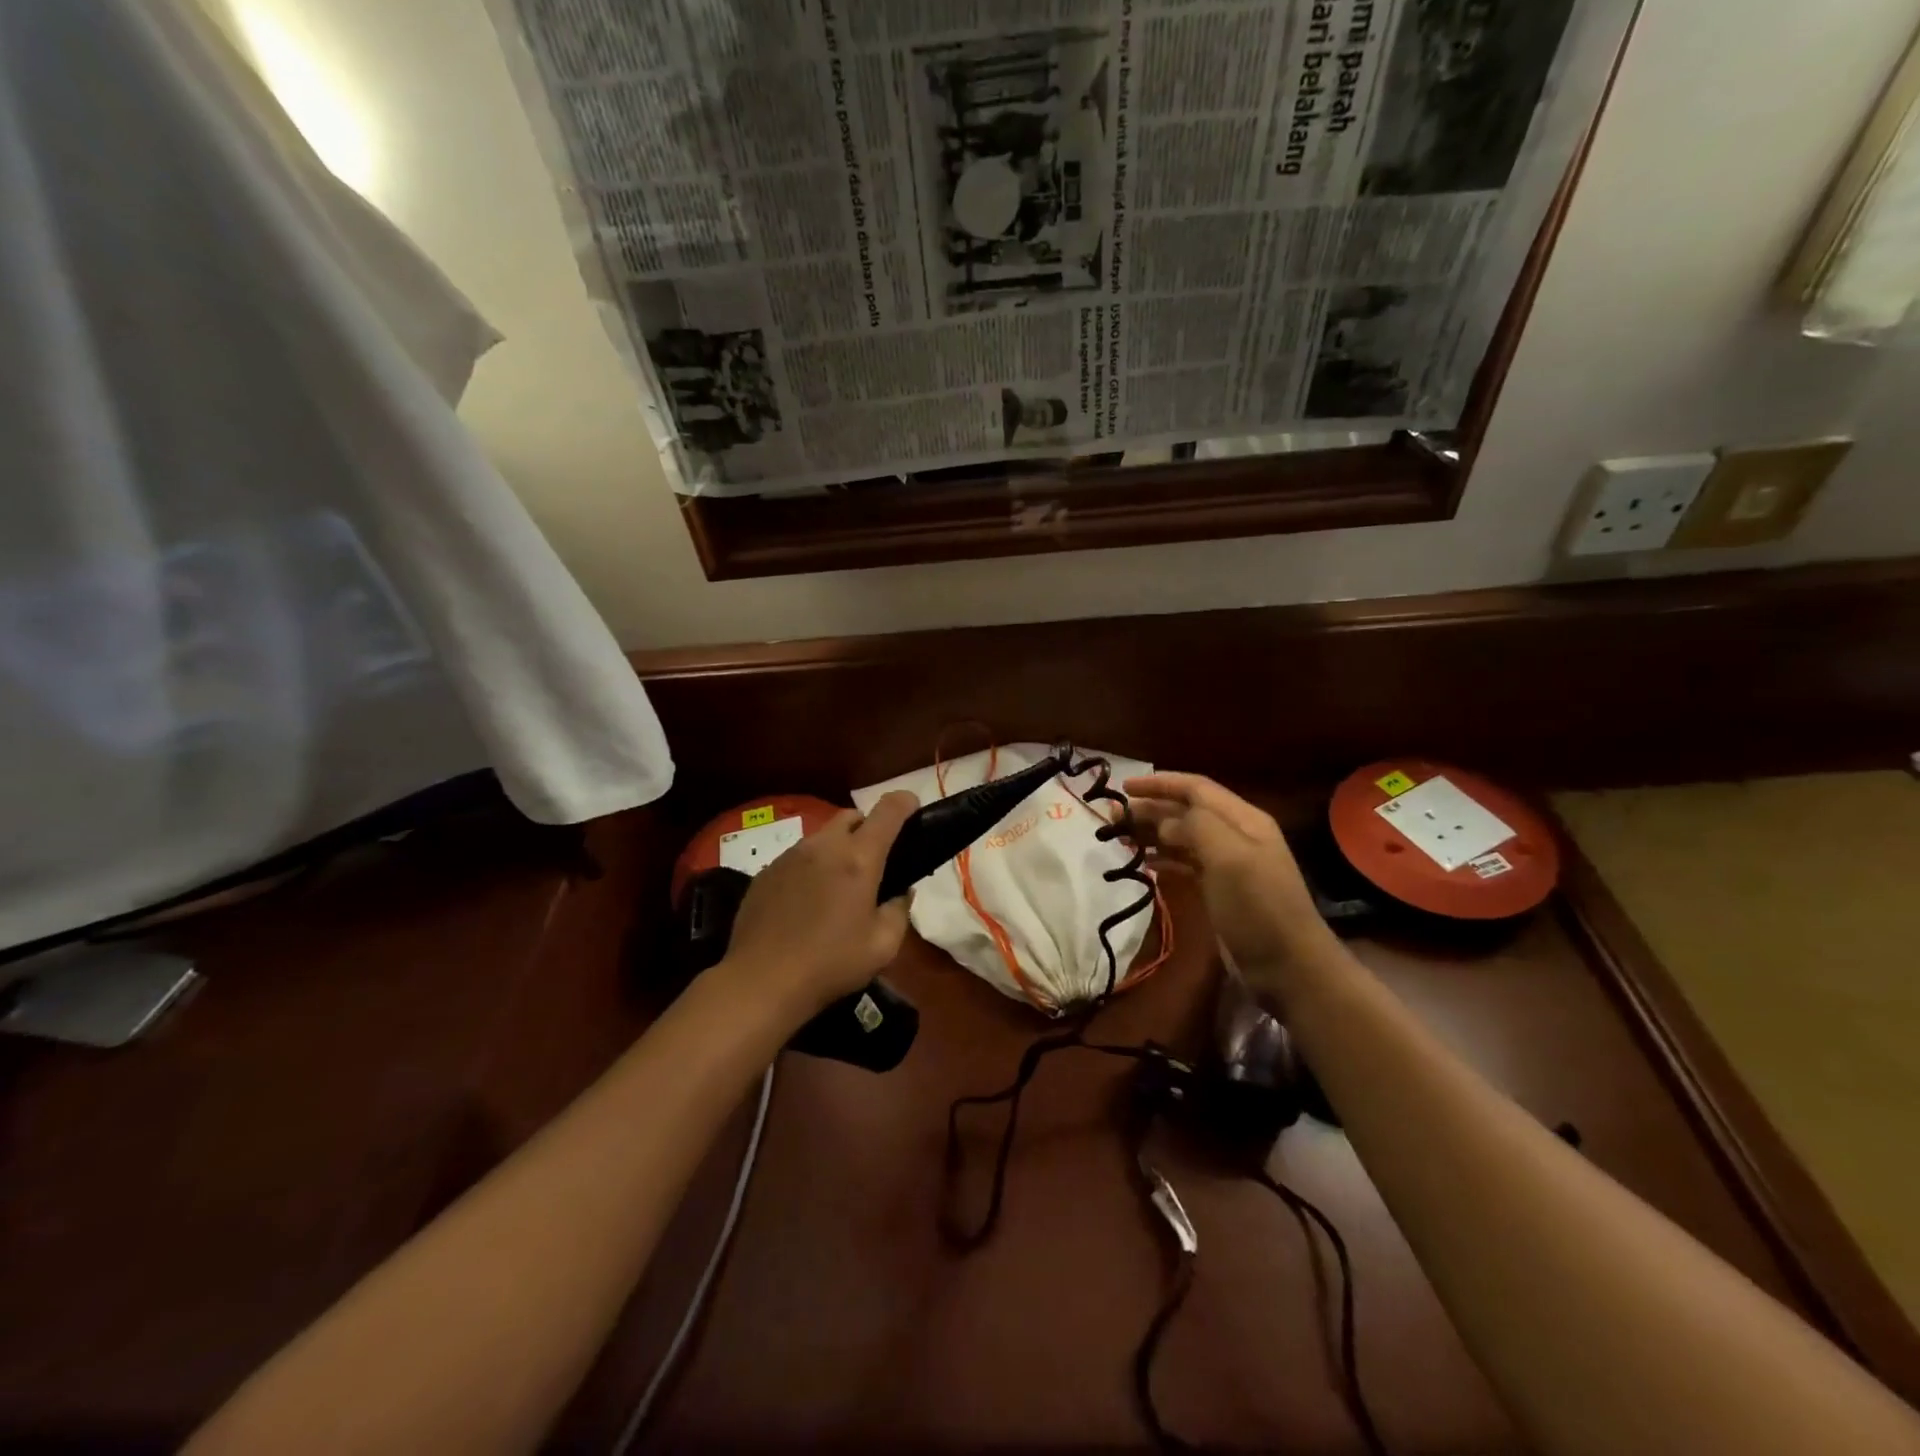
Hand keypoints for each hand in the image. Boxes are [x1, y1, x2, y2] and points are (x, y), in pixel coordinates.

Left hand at [722, 792, 919, 1021]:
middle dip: (868, 828)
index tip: (913, 809)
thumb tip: (899, 892)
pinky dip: (811, 869)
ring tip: (838, 887)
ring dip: (837, 850)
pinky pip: (797, 858)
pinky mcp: (766, 872)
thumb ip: (899, 910)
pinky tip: (806, 903)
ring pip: (822, 837)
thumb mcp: (883, 946)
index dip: (905, 802)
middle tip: (874, 861)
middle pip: (851, 816)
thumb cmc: (831, 964)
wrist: (761, 981)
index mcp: (859, 859)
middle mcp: (824, 846)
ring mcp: (790, 856)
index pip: (888, 810)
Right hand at [1124, 773, 1335, 994]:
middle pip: (1187, 811)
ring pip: (1183, 836)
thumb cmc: (1258, 908)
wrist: (1289, 968)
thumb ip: (1197, 826)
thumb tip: (1165, 820)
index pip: (1196, 788)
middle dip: (1151, 808)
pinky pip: (1186, 863)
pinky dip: (1163, 858)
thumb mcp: (1230, 858)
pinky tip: (1144, 863)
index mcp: (1243, 820)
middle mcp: (1236, 835)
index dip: (1160, 783)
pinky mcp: (1221, 890)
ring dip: (1153, 832)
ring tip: (1121, 836)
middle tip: (1113, 816)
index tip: (1124, 787)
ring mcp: (1229, 864)